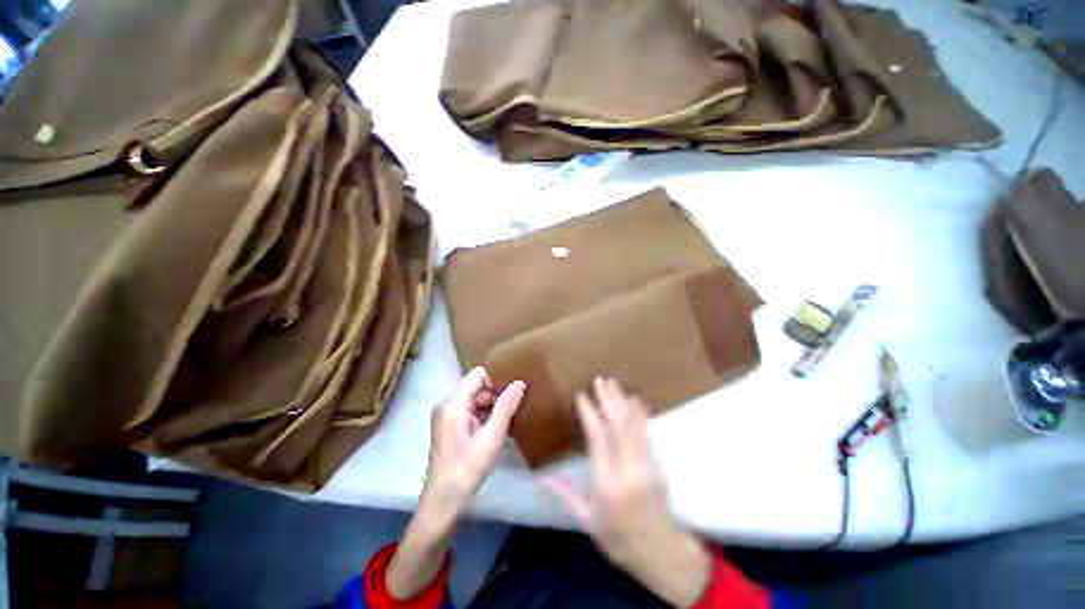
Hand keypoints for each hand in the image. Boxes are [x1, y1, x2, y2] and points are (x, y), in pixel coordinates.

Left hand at [387, 368, 525, 599]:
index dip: (495, 384)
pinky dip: (484, 419)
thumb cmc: (467, 470)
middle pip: (477, 388)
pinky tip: (494, 436)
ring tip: (503, 430)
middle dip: (495, 400)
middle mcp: (447, 405)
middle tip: (508, 420)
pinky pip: (471, 412)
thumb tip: (520, 382)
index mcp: (454, 404)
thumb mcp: (492, 438)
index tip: (507, 402)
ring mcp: (447, 416)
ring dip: (491, 411)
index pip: (478, 375)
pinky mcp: (449, 427)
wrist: (442, 504)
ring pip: (476, 401)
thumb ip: (506, 407)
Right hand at [542, 378, 710, 607]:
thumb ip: (566, 494)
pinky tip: (634, 401)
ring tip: (613, 383)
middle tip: (599, 380)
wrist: (661, 553)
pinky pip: (646, 432)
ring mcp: (647, 465)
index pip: (597, 439)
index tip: (581, 395)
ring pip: (633, 425)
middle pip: (617, 426)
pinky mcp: (658, 464)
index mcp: (606, 484)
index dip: (589, 413)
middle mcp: (628, 470)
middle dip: (607, 400)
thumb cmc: (619, 539)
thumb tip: (543, 475)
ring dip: (622, 401)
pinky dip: (639, 413)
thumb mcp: (587, 521)